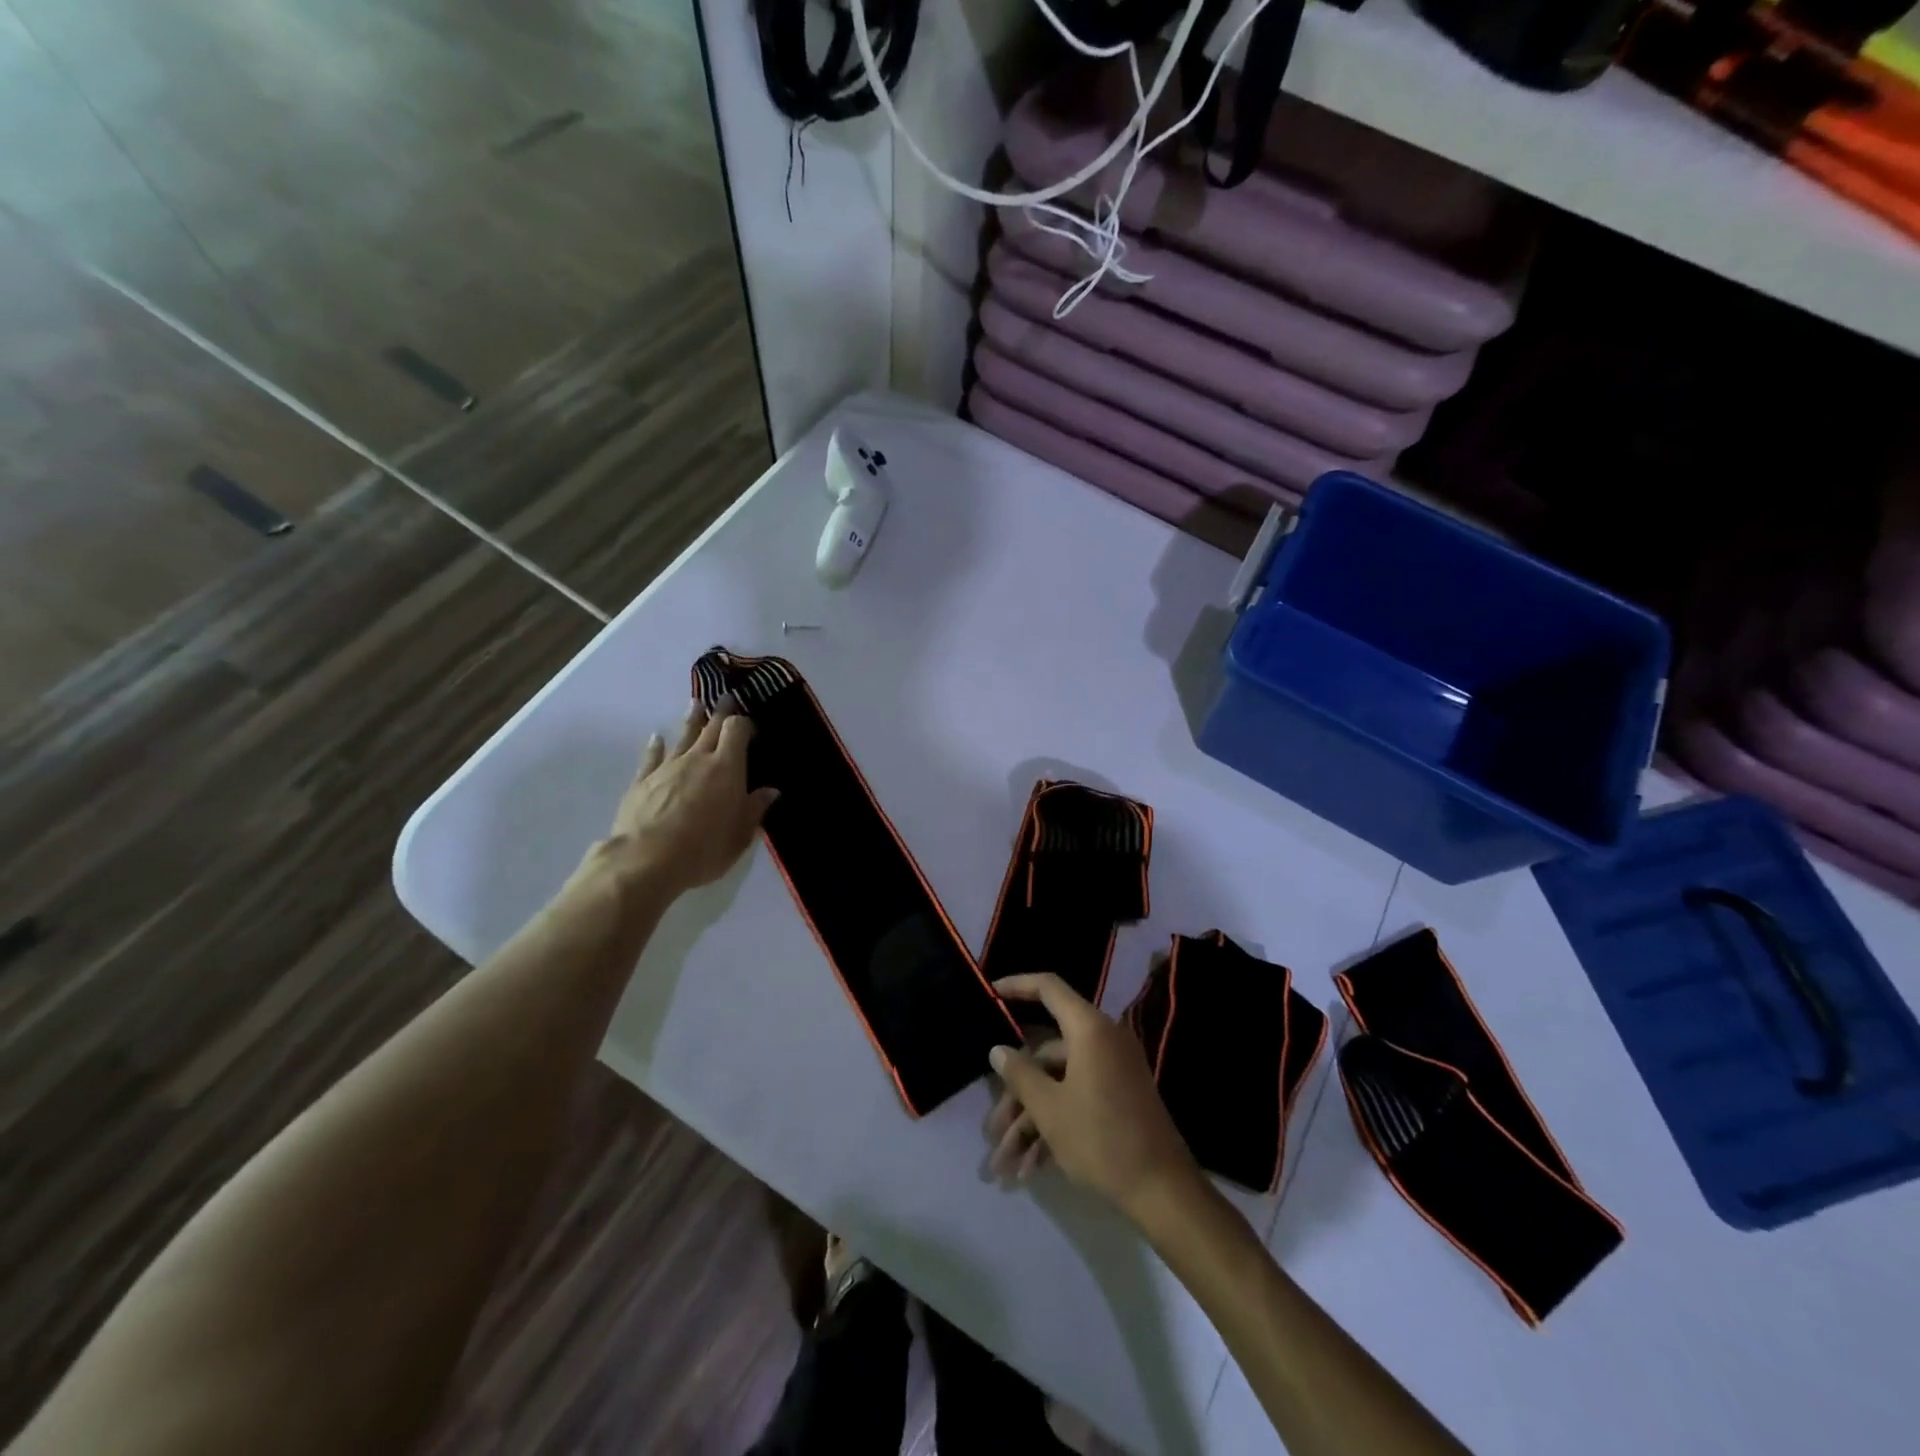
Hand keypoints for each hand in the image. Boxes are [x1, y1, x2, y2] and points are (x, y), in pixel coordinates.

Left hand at [591, 698, 778, 897]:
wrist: (645, 861)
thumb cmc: (702, 849)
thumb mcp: (739, 836)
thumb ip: (755, 810)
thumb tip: (770, 791)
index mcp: (727, 768)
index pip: (737, 730)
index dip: (745, 724)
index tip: (751, 727)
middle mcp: (698, 759)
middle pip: (711, 727)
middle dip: (721, 712)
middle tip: (726, 698)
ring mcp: (668, 767)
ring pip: (682, 736)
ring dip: (691, 719)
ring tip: (696, 704)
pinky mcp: (642, 780)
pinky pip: (652, 756)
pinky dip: (656, 746)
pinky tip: (657, 737)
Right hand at [985, 973, 1201, 1222]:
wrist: (1163, 1191)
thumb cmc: (1101, 1139)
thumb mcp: (1049, 1109)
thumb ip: (1019, 1074)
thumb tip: (998, 1049)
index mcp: (1089, 1029)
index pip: (1048, 988)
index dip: (1017, 985)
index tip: (990, 992)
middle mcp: (1102, 1041)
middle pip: (1045, 1053)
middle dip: (1015, 1094)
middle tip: (991, 1130)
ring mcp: (1112, 1070)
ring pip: (1057, 1082)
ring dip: (1029, 1121)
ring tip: (1005, 1164)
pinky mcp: (1118, 1097)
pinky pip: (1076, 1098)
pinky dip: (1053, 1126)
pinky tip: (1030, 1168)